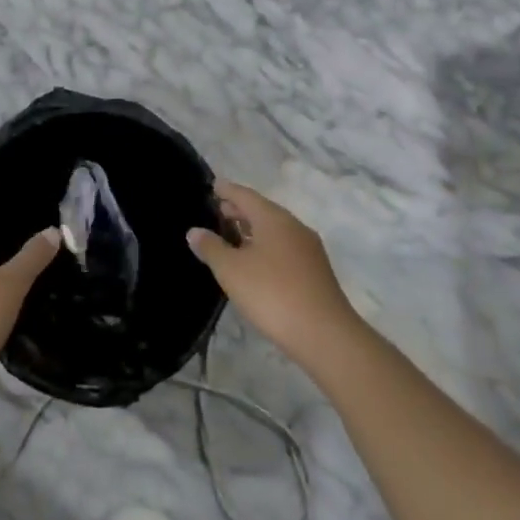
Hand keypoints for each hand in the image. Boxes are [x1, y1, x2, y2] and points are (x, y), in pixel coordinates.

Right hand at [187, 180, 362, 369]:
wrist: (324, 334)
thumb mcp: (231, 270)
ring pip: (274, 230)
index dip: (227, 190)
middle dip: (239, 210)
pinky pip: (284, 248)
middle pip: (262, 210)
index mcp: (274, 218)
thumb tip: (195, 231)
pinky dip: (265, 246)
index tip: (212, 186)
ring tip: (231, 237)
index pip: (245, 195)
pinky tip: (254, 262)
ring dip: (252, 230)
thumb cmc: (271, 293)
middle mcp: (294, 226)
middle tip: (217, 211)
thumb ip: (211, 247)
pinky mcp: (315, 271)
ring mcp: (308, 249)